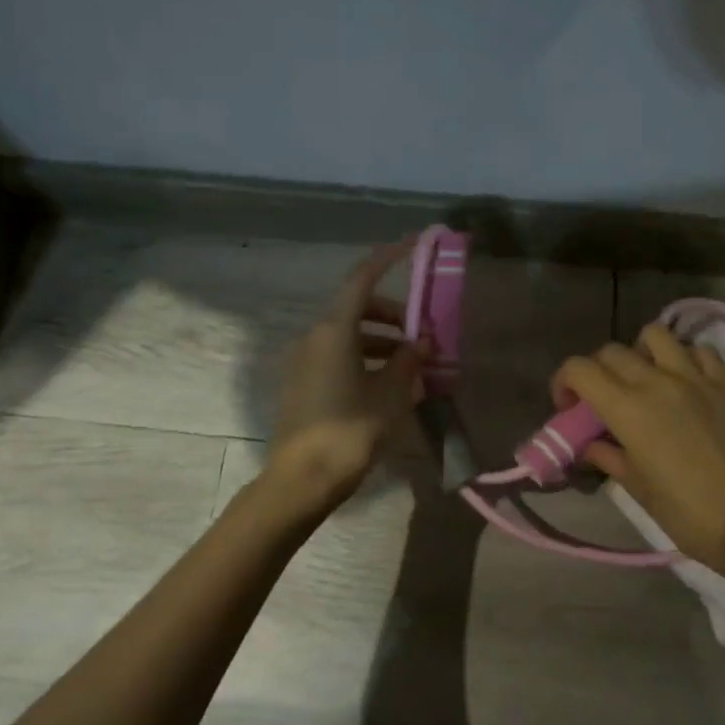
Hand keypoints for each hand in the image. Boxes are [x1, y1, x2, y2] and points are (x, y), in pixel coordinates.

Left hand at [263, 241, 423, 512]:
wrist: (302, 479)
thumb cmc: (350, 431)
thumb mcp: (389, 395)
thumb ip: (407, 362)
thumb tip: (421, 342)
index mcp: (333, 330)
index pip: (362, 279)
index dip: (387, 258)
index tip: (412, 246)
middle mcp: (314, 336)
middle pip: (356, 308)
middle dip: (392, 315)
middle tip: (422, 336)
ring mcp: (303, 360)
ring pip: (348, 334)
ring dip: (380, 341)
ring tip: (412, 366)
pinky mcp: (302, 382)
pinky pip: (337, 356)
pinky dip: (363, 358)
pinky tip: (387, 383)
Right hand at [552, 323, 724, 571]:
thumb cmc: (686, 512)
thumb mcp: (636, 487)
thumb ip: (607, 455)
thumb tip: (590, 444)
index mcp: (627, 408)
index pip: (580, 369)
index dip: (564, 381)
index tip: (567, 406)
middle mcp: (657, 381)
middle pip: (611, 352)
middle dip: (596, 371)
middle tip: (601, 398)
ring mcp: (695, 377)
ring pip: (655, 335)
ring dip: (640, 351)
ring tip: (644, 377)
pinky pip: (699, 350)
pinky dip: (684, 357)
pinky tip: (684, 380)